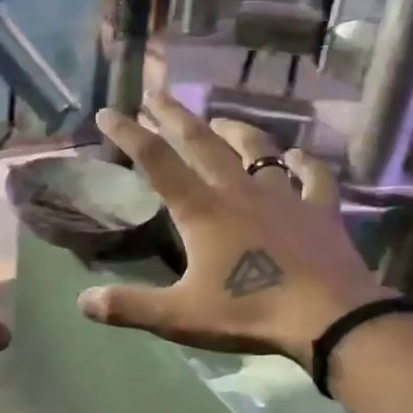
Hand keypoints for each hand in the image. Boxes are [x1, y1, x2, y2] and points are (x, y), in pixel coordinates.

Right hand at [79, 93, 383, 371]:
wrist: (329, 318)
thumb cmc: (249, 311)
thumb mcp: (180, 316)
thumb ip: (129, 306)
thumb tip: (83, 301)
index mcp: (202, 211)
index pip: (157, 162)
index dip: (130, 134)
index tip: (109, 111)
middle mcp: (239, 192)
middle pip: (203, 143)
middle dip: (176, 116)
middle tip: (158, 94)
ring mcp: (284, 197)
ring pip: (258, 150)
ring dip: (236, 131)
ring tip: (220, 120)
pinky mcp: (321, 210)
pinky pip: (314, 178)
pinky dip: (305, 165)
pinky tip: (299, 156)